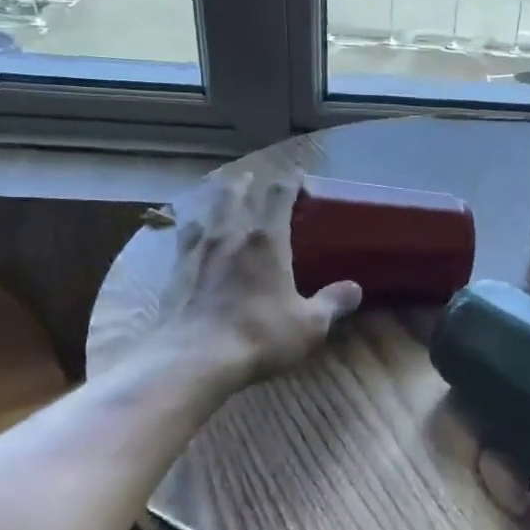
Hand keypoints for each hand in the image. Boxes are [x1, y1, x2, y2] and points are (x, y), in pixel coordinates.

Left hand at [155, 170, 361, 384]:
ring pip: (204, 214)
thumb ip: (333, 303)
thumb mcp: (310, 324)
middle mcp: (230, 237)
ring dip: (213, 202)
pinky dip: (189, 230)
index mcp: (267, 241)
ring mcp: (197, 253)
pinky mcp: (175, 274)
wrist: (196, 357)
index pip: (279, 197)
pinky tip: (188, 235)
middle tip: (247, 177)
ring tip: (215, 198)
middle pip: (233, 197)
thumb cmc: (261, 335)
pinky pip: (182, 241)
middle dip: (243, 184)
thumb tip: (355, 289)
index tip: (296, 172)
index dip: (289, 182)